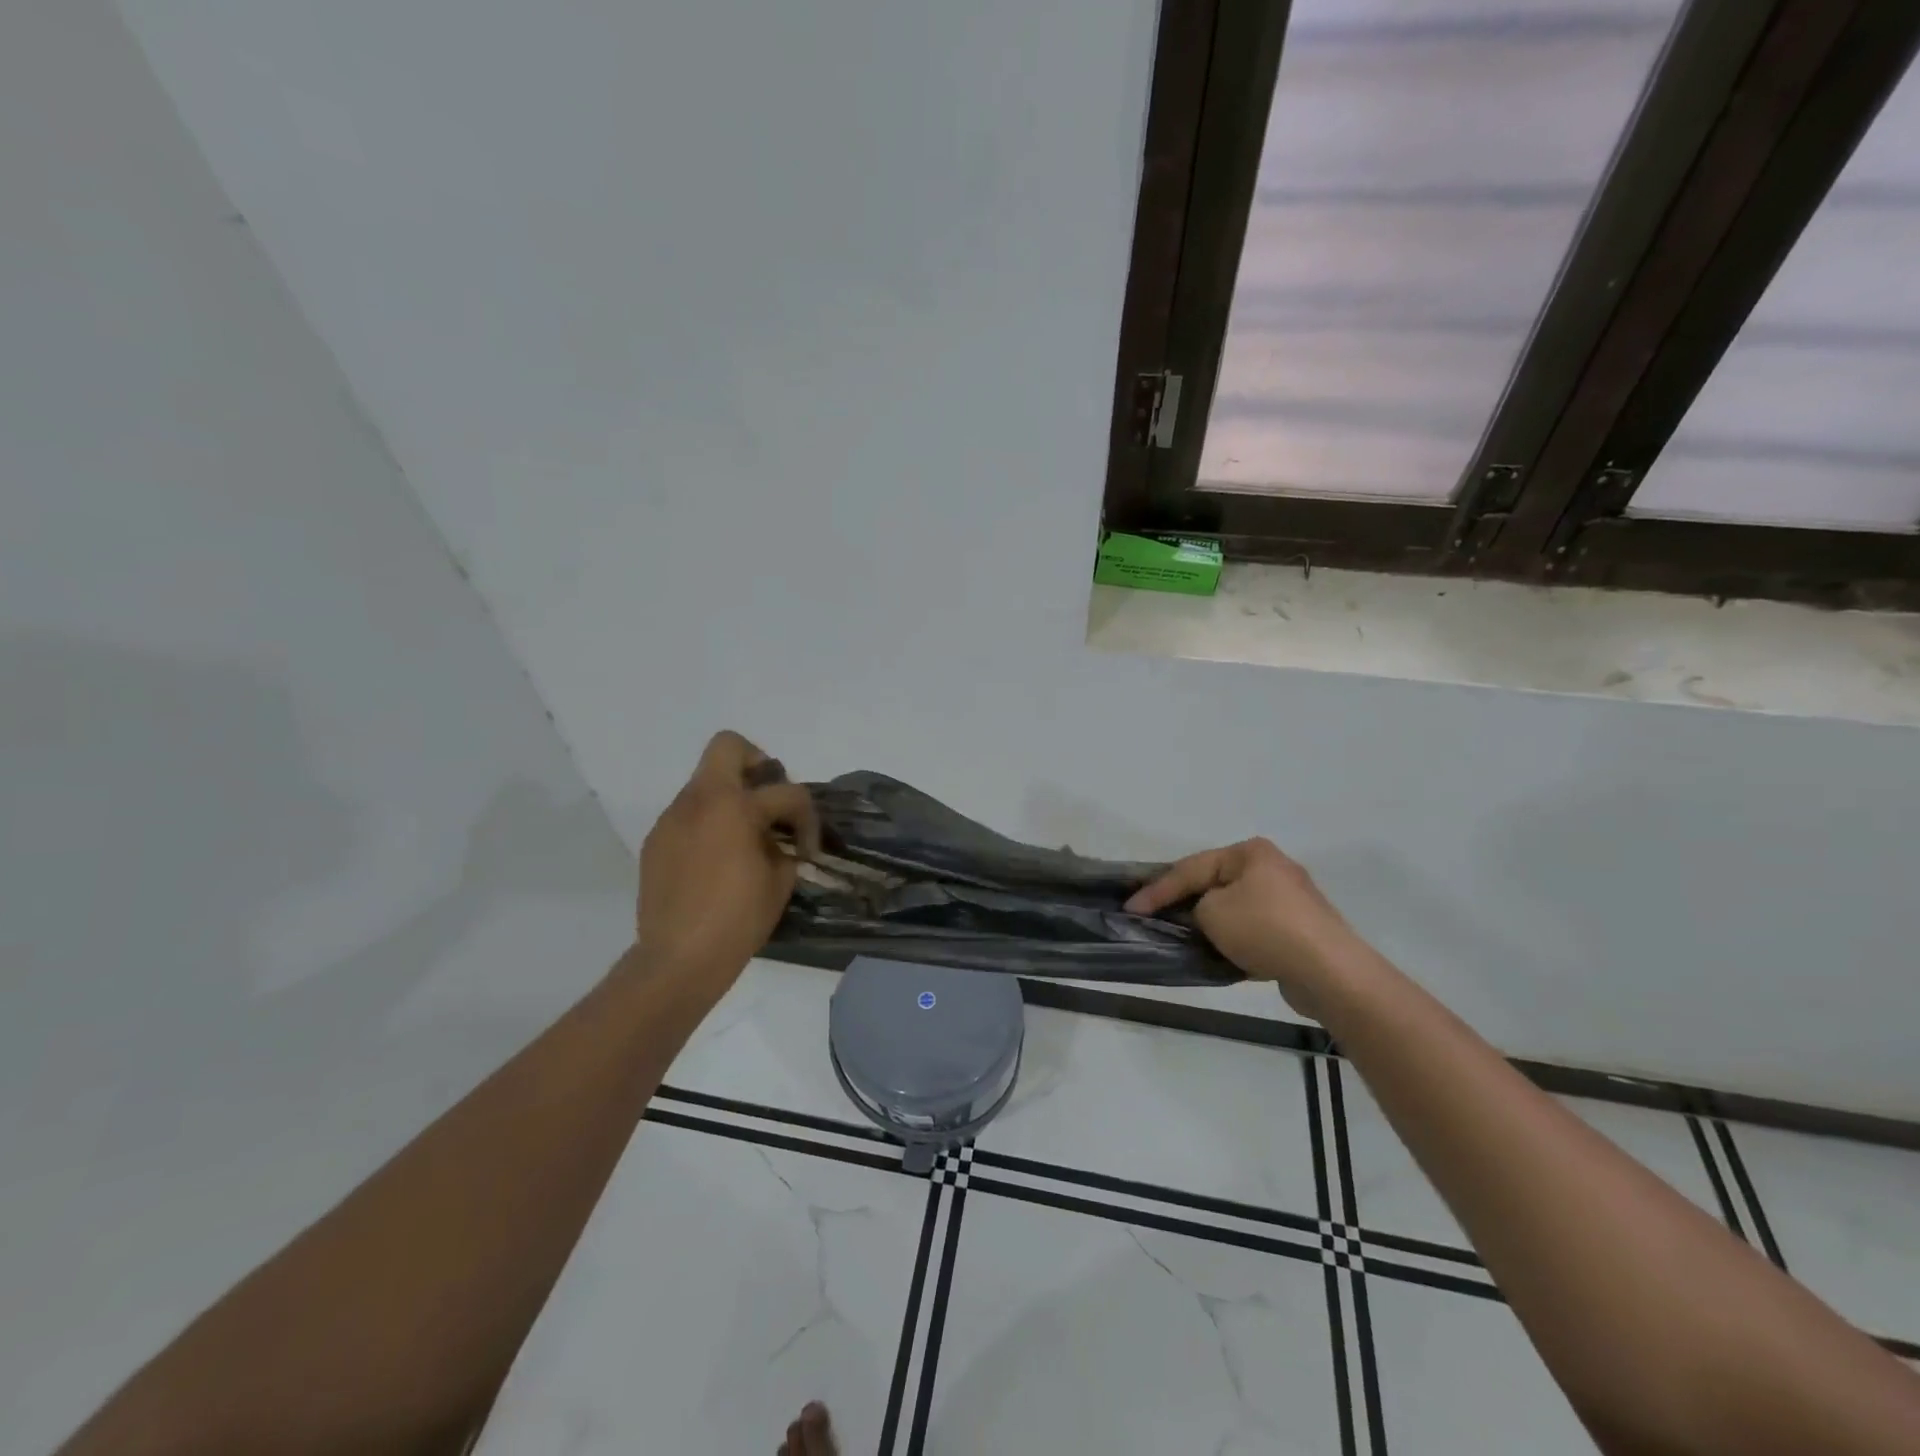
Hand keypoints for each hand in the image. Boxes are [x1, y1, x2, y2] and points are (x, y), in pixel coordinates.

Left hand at [635, 732, 819, 992]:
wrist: (678, 959)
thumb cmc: (738, 919)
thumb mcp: (780, 879)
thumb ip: (783, 844)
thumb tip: (777, 837)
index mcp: (735, 806)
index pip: (786, 791)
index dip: (807, 817)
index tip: (806, 849)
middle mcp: (699, 800)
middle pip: (728, 747)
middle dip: (757, 764)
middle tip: (769, 801)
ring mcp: (672, 818)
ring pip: (705, 783)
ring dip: (730, 799)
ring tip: (744, 839)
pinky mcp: (656, 841)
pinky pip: (688, 815)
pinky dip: (708, 824)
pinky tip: (715, 861)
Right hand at [1126, 838, 1365, 1019]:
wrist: (1329, 972)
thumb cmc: (1264, 929)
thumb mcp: (1212, 912)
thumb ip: (1194, 908)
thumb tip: (1203, 916)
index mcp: (1250, 852)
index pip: (1191, 867)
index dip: (1157, 890)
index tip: (1131, 908)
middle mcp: (1271, 868)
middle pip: (1214, 884)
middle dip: (1185, 902)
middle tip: (1154, 917)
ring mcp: (1290, 900)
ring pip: (1235, 908)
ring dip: (1211, 923)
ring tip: (1184, 936)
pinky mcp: (1300, 931)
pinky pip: (1255, 930)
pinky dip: (1234, 939)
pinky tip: (1219, 953)